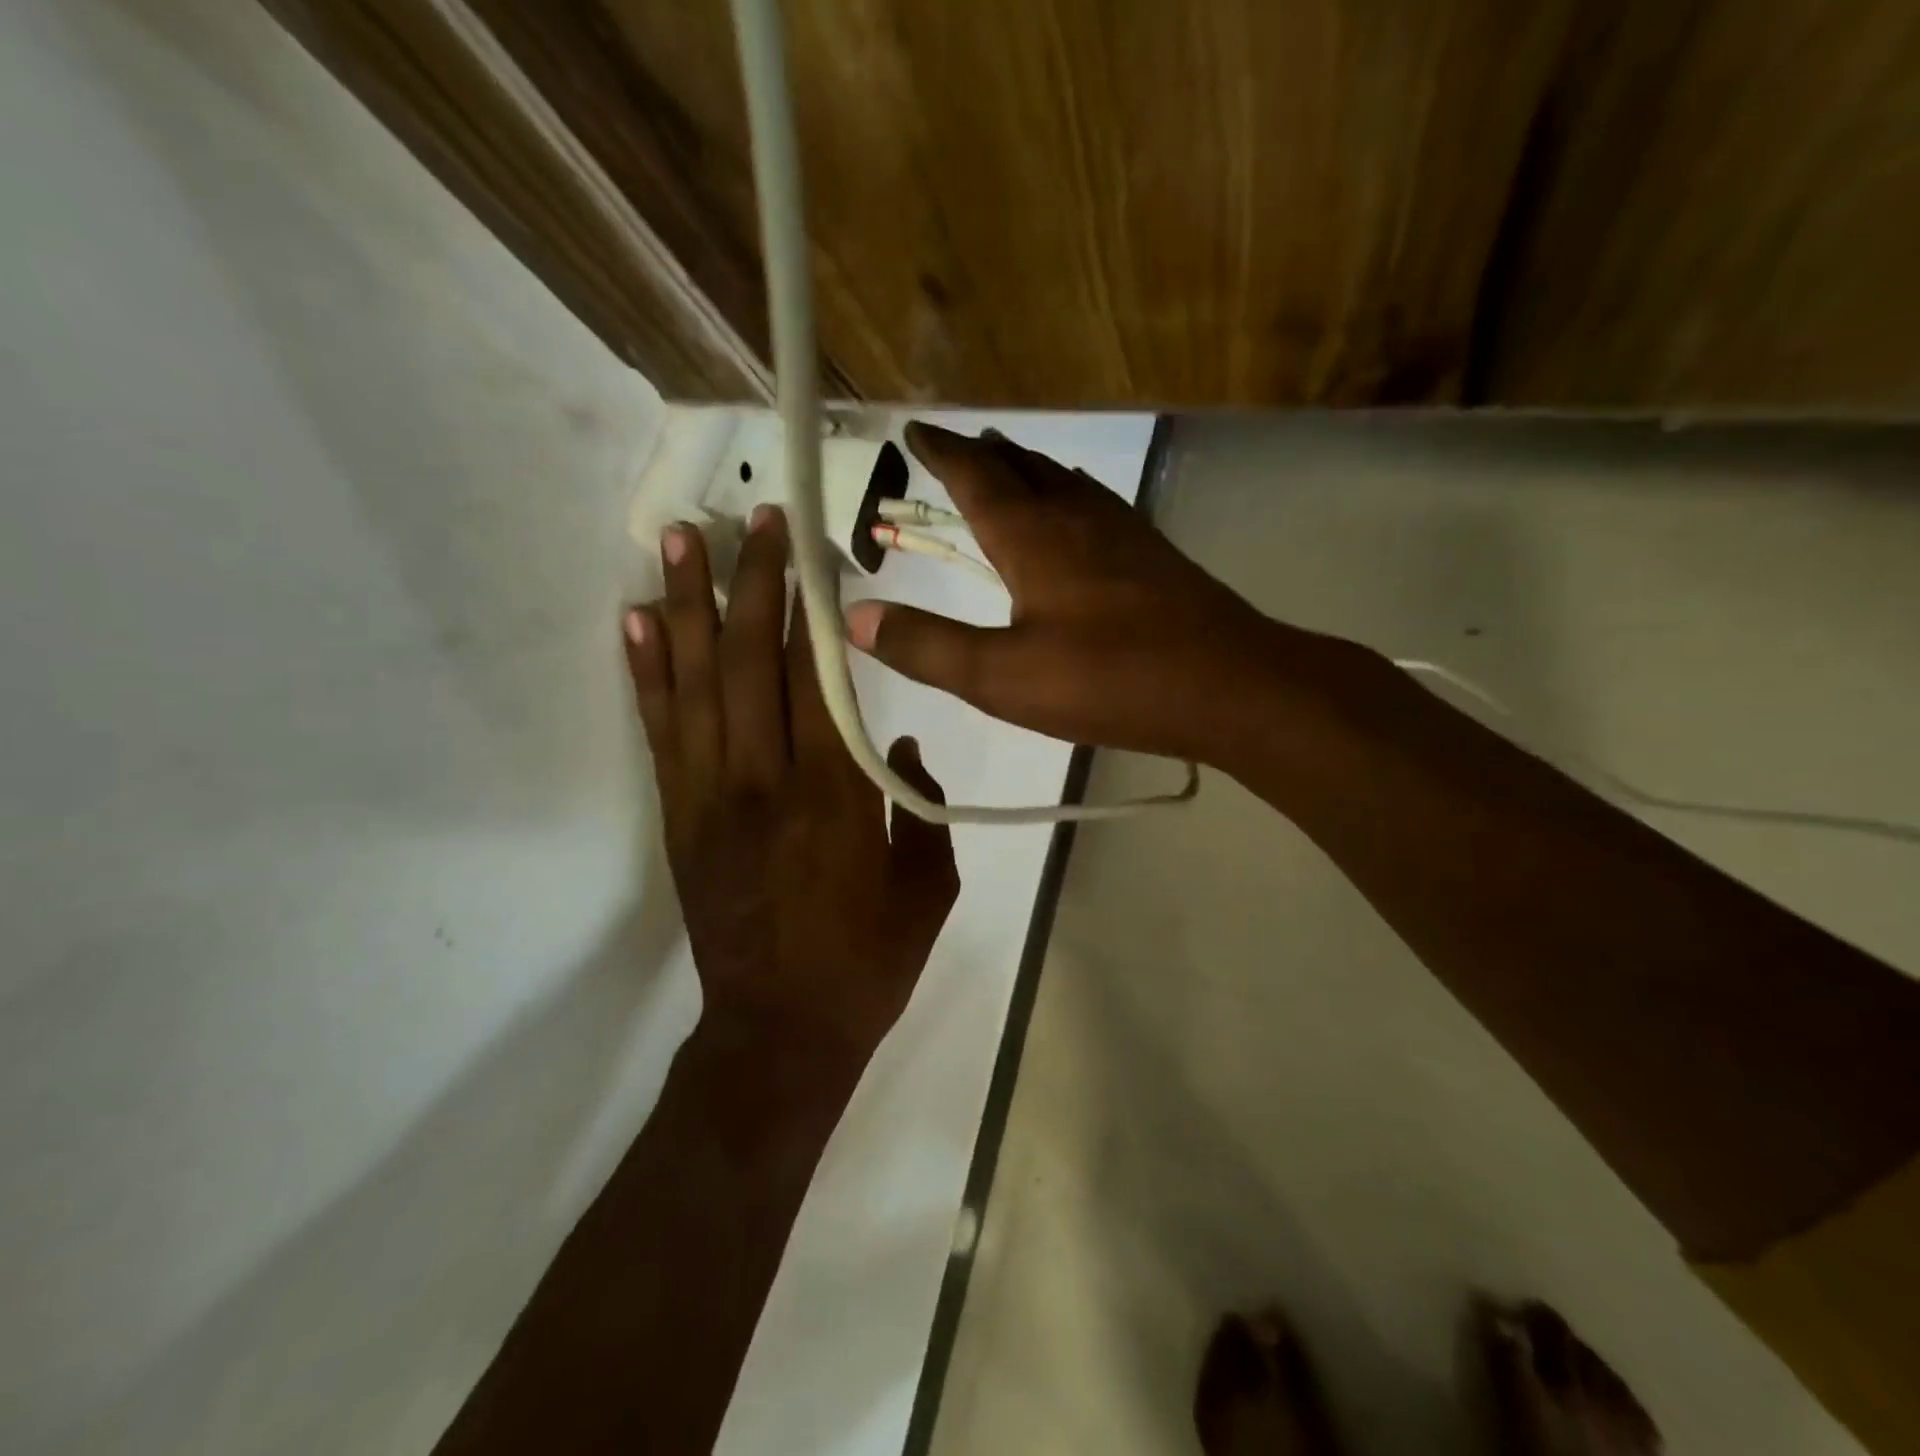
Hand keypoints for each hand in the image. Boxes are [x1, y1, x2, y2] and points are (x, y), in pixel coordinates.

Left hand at [624, 507, 958, 1065]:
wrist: (779, 1033)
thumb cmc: (866, 964)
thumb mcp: (927, 889)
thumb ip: (921, 805)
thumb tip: (897, 740)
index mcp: (837, 798)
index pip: (820, 680)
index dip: (814, 608)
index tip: (813, 551)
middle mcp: (766, 782)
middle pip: (753, 662)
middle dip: (755, 581)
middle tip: (754, 517)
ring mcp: (711, 797)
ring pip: (697, 683)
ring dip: (690, 604)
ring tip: (681, 539)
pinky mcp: (679, 817)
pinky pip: (661, 730)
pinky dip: (649, 670)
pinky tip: (641, 619)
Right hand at [844, 422, 1286, 763]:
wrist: (1228, 685)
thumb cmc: (1108, 679)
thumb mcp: (1002, 677)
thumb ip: (928, 647)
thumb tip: (857, 617)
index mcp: (1032, 535)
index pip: (974, 476)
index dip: (941, 452)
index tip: (915, 431)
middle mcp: (1076, 516)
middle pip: (1021, 468)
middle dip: (982, 455)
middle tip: (957, 448)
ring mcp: (1122, 531)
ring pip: (1063, 482)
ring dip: (1027, 470)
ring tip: (1008, 467)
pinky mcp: (1154, 555)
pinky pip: (1095, 505)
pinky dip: (1067, 496)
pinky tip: (1077, 518)